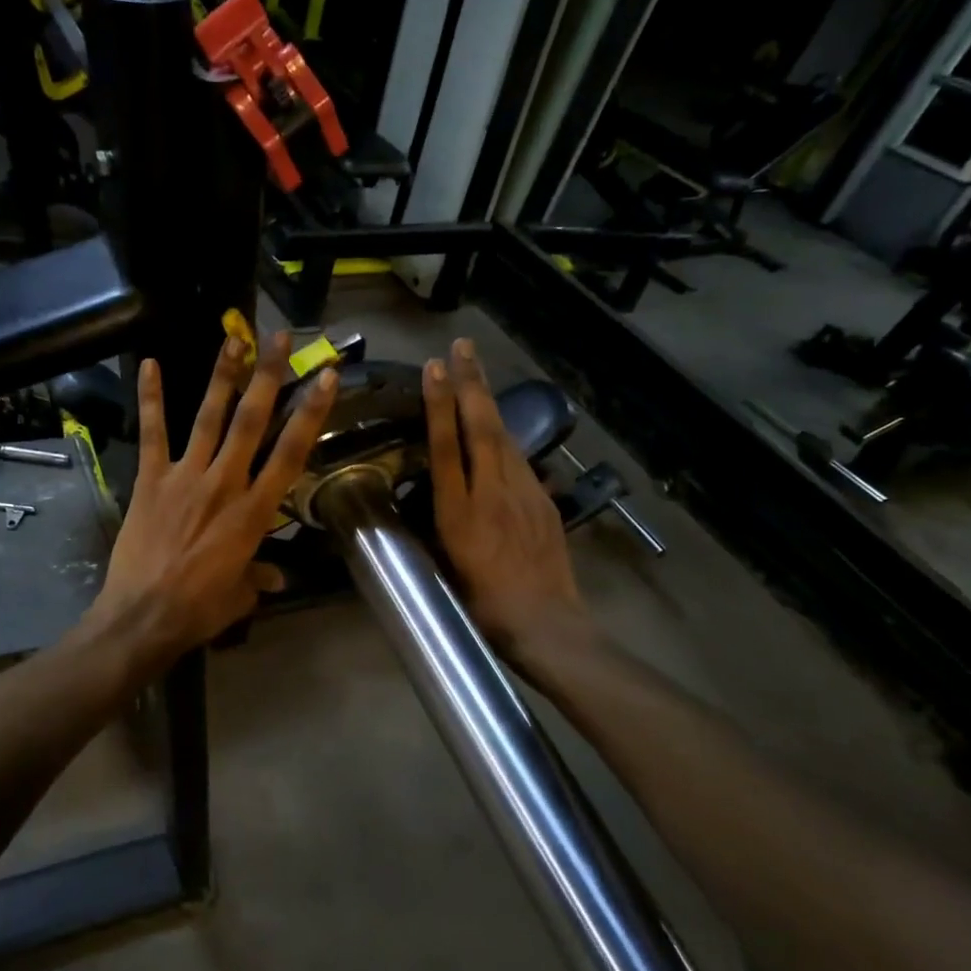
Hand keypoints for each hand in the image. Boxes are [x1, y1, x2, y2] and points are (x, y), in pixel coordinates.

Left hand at [89, 332, 338, 662]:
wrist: (142, 617)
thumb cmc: (199, 610)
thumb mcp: (240, 595)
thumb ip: (259, 575)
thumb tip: (277, 576)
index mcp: (254, 511)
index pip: (290, 453)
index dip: (310, 413)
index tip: (324, 377)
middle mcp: (225, 483)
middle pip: (252, 422)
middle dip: (268, 377)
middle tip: (279, 338)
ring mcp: (185, 477)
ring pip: (209, 417)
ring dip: (223, 376)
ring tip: (233, 337)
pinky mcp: (151, 479)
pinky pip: (153, 433)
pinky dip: (151, 398)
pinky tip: (148, 364)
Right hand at [424, 338, 584, 654]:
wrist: (545, 624)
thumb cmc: (481, 604)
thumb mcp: (443, 567)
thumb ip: (433, 525)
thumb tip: (424, 495)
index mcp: (459, 513)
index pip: (446, 446)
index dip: (439, 405)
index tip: (434, 369)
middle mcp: (492, 494)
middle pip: (481, 428)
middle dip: (470, 383)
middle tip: (462, 345)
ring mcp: (524, 495)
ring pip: (504, 437)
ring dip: (488, 400)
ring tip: (476, 370)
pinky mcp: (544, 501)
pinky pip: (520, 460)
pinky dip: (505, 435)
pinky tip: (498, 427)